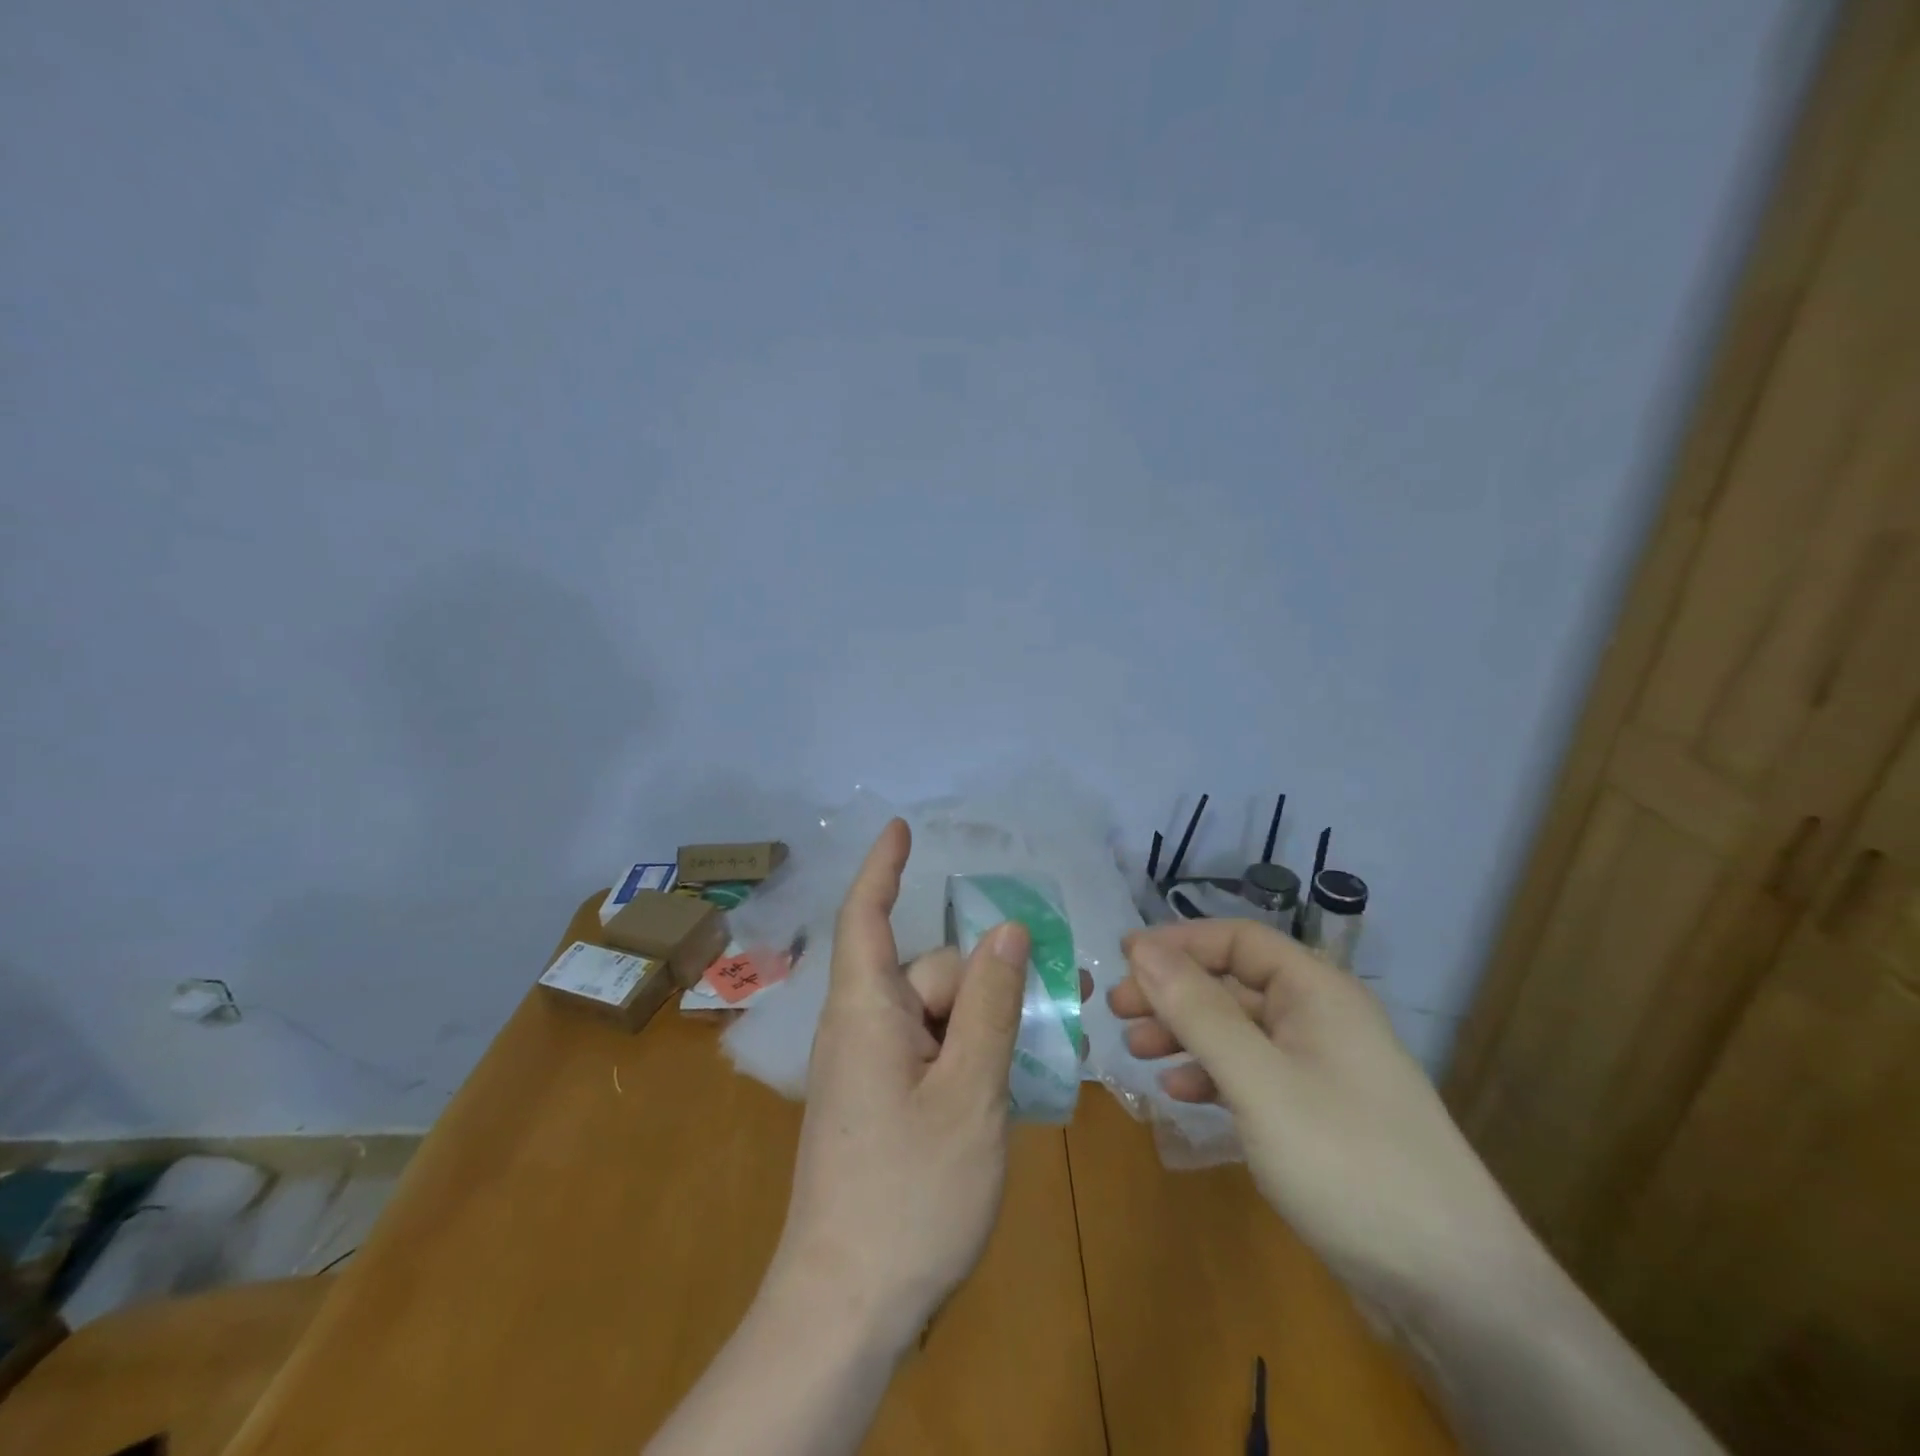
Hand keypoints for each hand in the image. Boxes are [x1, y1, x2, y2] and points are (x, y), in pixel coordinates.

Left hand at [770, 818, 1029, 1348]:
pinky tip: (1015, 1077)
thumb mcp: (968, 1094)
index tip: (902, 828)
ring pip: (938, 1017)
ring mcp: (869, 1069)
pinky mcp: (881, 1103)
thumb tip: (1006, 931)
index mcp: (866, 1011)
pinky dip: (971, 1054)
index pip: (867, 916)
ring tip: (1053, 1037)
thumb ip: (990, 1008)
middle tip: (1066, 991)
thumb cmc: (909, 1194)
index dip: (884, 867)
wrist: (847, 1309)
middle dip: (990, 980)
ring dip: (990, 1021)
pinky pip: (931, 1053)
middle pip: (930, 974)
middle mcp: (862, 1028)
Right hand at [1110, 920, 1538, 1306]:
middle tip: (1117, 1011)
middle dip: (1173, 993)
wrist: (1454, 1289)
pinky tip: (1182, 1095)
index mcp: (1317, 991)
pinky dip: (1213, 1076)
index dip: (1178, 943)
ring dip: (1186, 1035)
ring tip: (1137, 1053)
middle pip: (1234, 984)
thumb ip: (1198, 1011)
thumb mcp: (1259, 1081)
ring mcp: (1323, 1069)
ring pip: (1239, 1031)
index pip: (1237, 939)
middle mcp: (1321, 1018)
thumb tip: (1141, 948)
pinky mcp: (1320, 1116)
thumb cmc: (1347, 1161)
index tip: (1123, 960)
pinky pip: (1254, 1075)